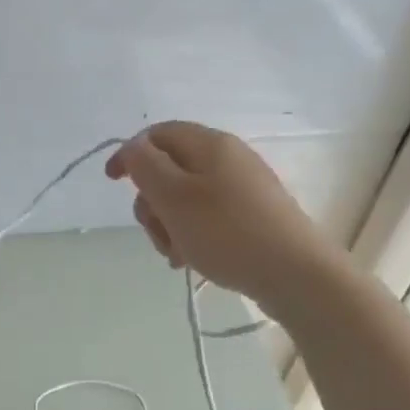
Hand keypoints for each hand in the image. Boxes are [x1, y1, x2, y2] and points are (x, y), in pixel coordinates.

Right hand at [105, 121, 322, 306]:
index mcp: (210, 144)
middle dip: (152, 201)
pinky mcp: (253, 215)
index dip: (130, 154)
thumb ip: (145, 165)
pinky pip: (207, 216)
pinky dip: (191, 234)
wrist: (297, 275)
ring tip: (176, 254)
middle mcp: (228, 158)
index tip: (112, 183)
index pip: (157, 134)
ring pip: (185, 197)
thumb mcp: (174, 196)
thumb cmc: (227, 232)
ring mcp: (243, 187)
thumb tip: (133, 148)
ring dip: (169, 224)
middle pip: (169, 168)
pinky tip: (192, 259)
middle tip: (156, 231)